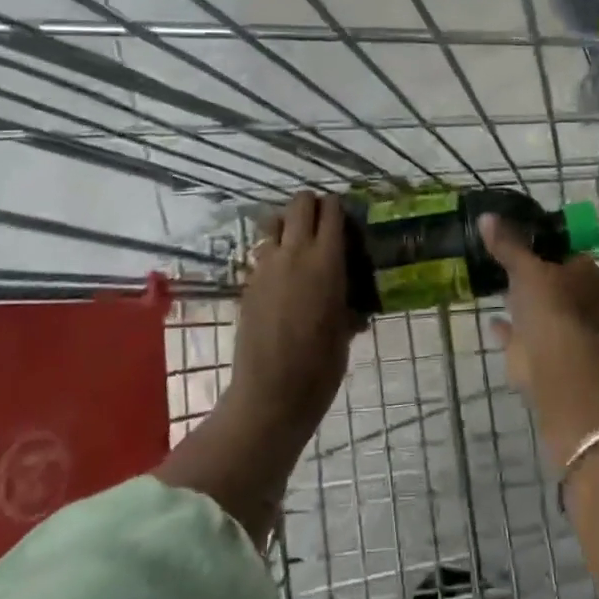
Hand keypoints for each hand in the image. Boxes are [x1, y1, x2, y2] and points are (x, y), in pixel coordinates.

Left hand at [232, 192, 359, 428]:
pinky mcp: (249, 283)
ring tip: (301, 247)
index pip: (331, 211)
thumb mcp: (345, 327)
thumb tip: (348, 288)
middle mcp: (294, 254)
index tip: (347, 220)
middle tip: (325, 225)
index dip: (339, 208)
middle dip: (313, 206)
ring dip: (289, 225)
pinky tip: (285, 278)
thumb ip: (346, 295)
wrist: (272, 394)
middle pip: (300, 204)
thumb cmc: (321, 366)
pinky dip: (275, 252)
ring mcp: (266, 267)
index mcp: (325, 261)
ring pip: (275, 223)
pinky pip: (264, 252)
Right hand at [481, 214, 598, 391]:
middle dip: (535, 276)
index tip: (526, 238)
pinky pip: (520, 333)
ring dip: (523, 302)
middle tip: (508, 259)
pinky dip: (508, 327)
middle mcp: (581, 303)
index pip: (571, 255)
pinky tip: (491, 318)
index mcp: (588, 277)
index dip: (551, 247)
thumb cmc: (549, 302)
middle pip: (556, 283)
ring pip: (540, 309)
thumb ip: (507, 244)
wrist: (549, 358)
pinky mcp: (540, 350)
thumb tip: (486, 217)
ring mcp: (561, 329)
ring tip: (497, 284)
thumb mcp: (525, 265)